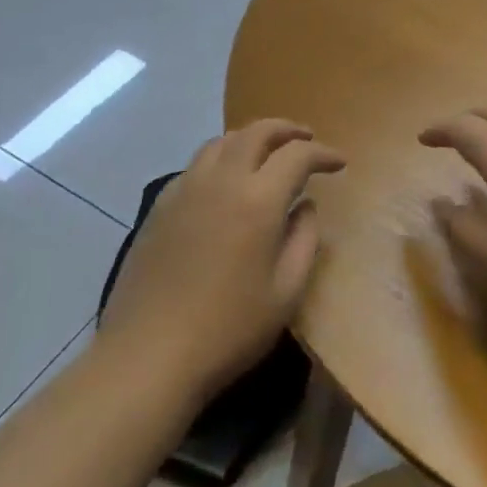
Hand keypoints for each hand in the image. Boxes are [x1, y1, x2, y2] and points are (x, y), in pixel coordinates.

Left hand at [96, 119, 343, 403]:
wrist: (147, 357)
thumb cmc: (228, 329)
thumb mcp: (286, 292)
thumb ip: (304, 240)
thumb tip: (305, 206)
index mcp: (258, 199)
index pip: (297, 155)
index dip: (322, 152)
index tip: (339, 163)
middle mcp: (222, 180)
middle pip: (257, 132)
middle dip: (287, 129)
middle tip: (306, 138)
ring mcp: (185, 189)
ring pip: (222, 141)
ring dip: (251, 138)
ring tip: (266, 152)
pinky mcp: (160, 206)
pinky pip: (196, 165)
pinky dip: (220, 159)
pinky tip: (224, 182)